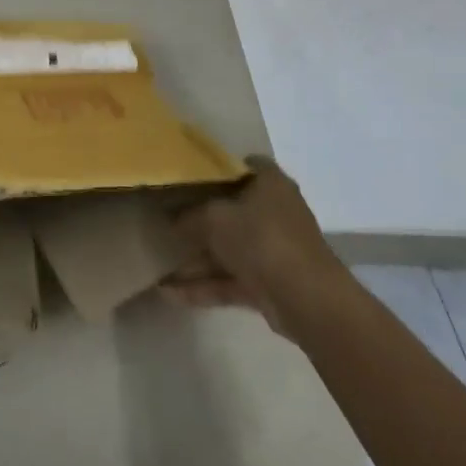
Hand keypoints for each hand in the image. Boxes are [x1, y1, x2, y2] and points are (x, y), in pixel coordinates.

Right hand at [162, 158, 347, 338]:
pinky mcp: (270, 284)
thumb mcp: (214, 218)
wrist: (307, 300)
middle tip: (165, 219)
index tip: (187, 176)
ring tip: (158, 264)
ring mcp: (274, 250)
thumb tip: (172, 220)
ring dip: (196, 259)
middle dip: (198, 219)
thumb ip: (189, 216)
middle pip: (232, 210)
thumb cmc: (261, 239)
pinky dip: (205, 285)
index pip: (243, 165)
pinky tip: (170, 293)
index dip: (216, 169)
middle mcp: (275, 212)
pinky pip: (231, 279)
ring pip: (229, 249)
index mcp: (270, 183)